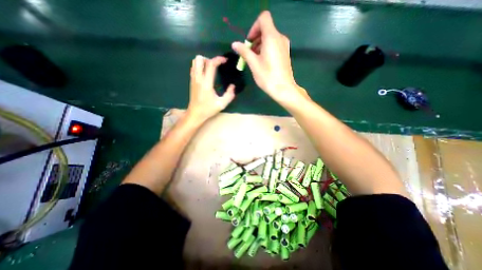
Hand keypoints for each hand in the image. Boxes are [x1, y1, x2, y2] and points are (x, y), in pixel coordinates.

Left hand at [186, 55, 235, 121]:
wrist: (195, 113)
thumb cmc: (208, 109)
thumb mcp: (222, 104)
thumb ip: (229, 95)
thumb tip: (233, 86)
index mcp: (206, 83)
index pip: (211, 64)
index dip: (218, 59)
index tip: (225, 60)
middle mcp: (198, 78)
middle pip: (200, 59)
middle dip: (209, 59)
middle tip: (216, 66)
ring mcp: (193, 79)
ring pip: (195, 62)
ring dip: (204, 62)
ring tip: (211, 69)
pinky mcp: (191, 81)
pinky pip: (194, 67)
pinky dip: (200, 66)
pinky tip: (206, 73)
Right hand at [231, 11, 305, 103]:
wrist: (283, 88)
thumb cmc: (267, 76)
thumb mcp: (253, 64)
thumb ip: (244, 51)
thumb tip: (234, 44)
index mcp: (272, 37)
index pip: (263, 18)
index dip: (254, 27)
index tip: (249, 42)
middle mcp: (280, 37)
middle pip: (266, 29)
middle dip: (255, 38)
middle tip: (249, 53)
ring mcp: (284, 45)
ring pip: (270, 38)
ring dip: (260, 45)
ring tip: (254, 59)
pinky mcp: (285, 53)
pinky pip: (274, 45)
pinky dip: (266, 49)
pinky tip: (262, 62)